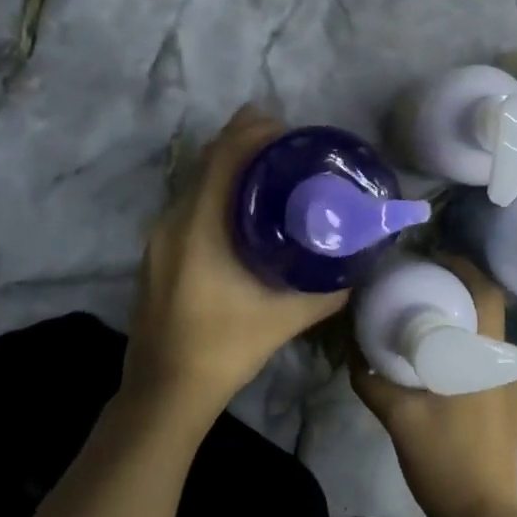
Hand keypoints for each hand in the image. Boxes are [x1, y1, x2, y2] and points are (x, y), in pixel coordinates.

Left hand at [123, 105, 347, 428]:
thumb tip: (359, 264)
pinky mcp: (157, 253)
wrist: (164, 391)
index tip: (286, 125)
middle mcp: (172, 222)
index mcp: (199, 229)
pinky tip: (244, 213)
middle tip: (288, 146)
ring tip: (272, 173)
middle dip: (244, 143)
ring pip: (195, 183)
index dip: (251, 131)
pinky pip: (189, 204)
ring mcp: (159, 238)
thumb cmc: (225, 349)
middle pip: (207, 162)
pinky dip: (216, 193)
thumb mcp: (285, 319)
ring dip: (229, 168)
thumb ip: (327, 290)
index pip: (222, 158)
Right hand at [351, 256, 516, 516]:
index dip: (463, 266)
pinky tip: (437, 356)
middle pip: (488, 306)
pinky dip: (464, 343)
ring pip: (488, 333)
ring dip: (461, 316)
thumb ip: (373, 383)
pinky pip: (486, 356)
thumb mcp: (400, 418)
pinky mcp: (507, 402)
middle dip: (457, 288)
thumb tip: (353, 356)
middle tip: (419, 283)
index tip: (431, 259)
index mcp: (487, 355)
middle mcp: (506, 362)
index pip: (486, 291)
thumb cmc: (445, 460)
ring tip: (424, 314)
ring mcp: (511, 384)